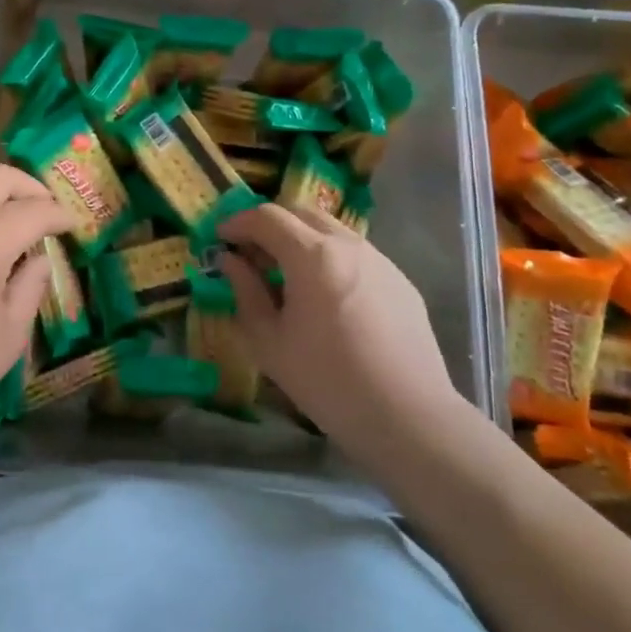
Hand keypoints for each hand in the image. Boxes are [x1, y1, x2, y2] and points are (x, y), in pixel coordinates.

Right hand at [218, 204, 464, 452]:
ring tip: (289, 277)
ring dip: (302, 240)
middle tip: (253, 254)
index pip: (266, 217)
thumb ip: (245, 292)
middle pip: (301, 212)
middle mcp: (348, 245)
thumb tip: (231, 260)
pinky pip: (356, 255)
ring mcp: (380, 260)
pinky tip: (328, 299)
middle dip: (270, 224)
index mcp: (312, 256)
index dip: (238, 222)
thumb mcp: (269, 342)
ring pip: (331, 230)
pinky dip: (331, 259)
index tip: (221, 238)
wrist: (409, 419)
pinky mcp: (400, 281)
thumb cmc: (328, 382)